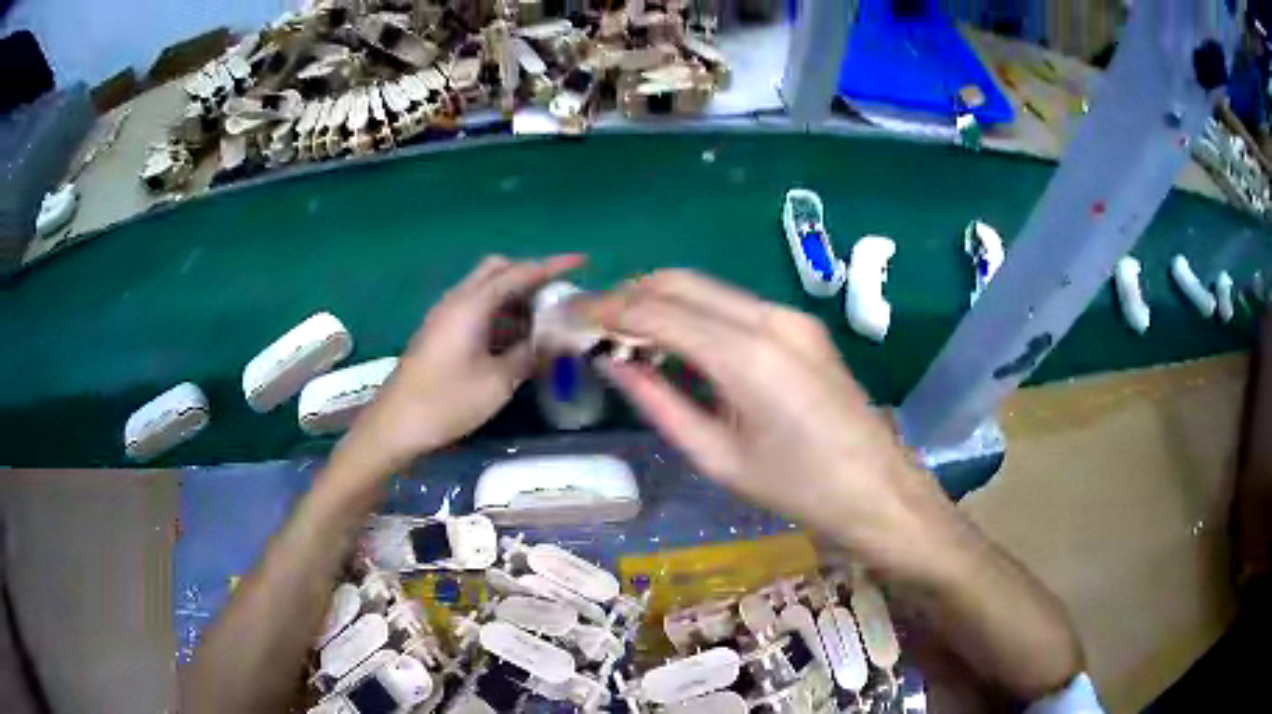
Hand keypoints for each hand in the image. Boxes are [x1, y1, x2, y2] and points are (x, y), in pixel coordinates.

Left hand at [342, 254, 583, 473]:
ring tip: (544, 320)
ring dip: (515, 296)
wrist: (396, 424)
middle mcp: (457, 300)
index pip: (519, 273)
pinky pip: (476, 308)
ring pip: (485, 289)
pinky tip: (515, 338)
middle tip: (558, 295)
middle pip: (498, 270)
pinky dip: (499, 313)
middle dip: (530, 275)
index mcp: (472, 305)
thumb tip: (556, 340)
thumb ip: (530, 355)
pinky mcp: (440, 332)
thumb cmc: (447, 402)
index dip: (552, 266)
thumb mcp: (498, 382)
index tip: (581, 261)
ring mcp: (445, 315)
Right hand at [585, 270, 962, 577]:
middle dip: (628, 295)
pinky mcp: (800, 326)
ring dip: (659, 301)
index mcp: (747, 355)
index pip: (656, 310)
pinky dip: (692, 313)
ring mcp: (790, 317)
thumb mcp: (719, 457)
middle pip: (679, 282)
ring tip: (622, 335)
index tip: (569, 320)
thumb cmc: (798, 490)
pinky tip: (673, 342)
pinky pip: (732, 305)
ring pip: (705, 288)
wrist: (879, 491)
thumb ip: (660, 402)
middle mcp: (769, 318)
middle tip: (591, 325)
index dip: (605, 311)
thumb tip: (614, 363)